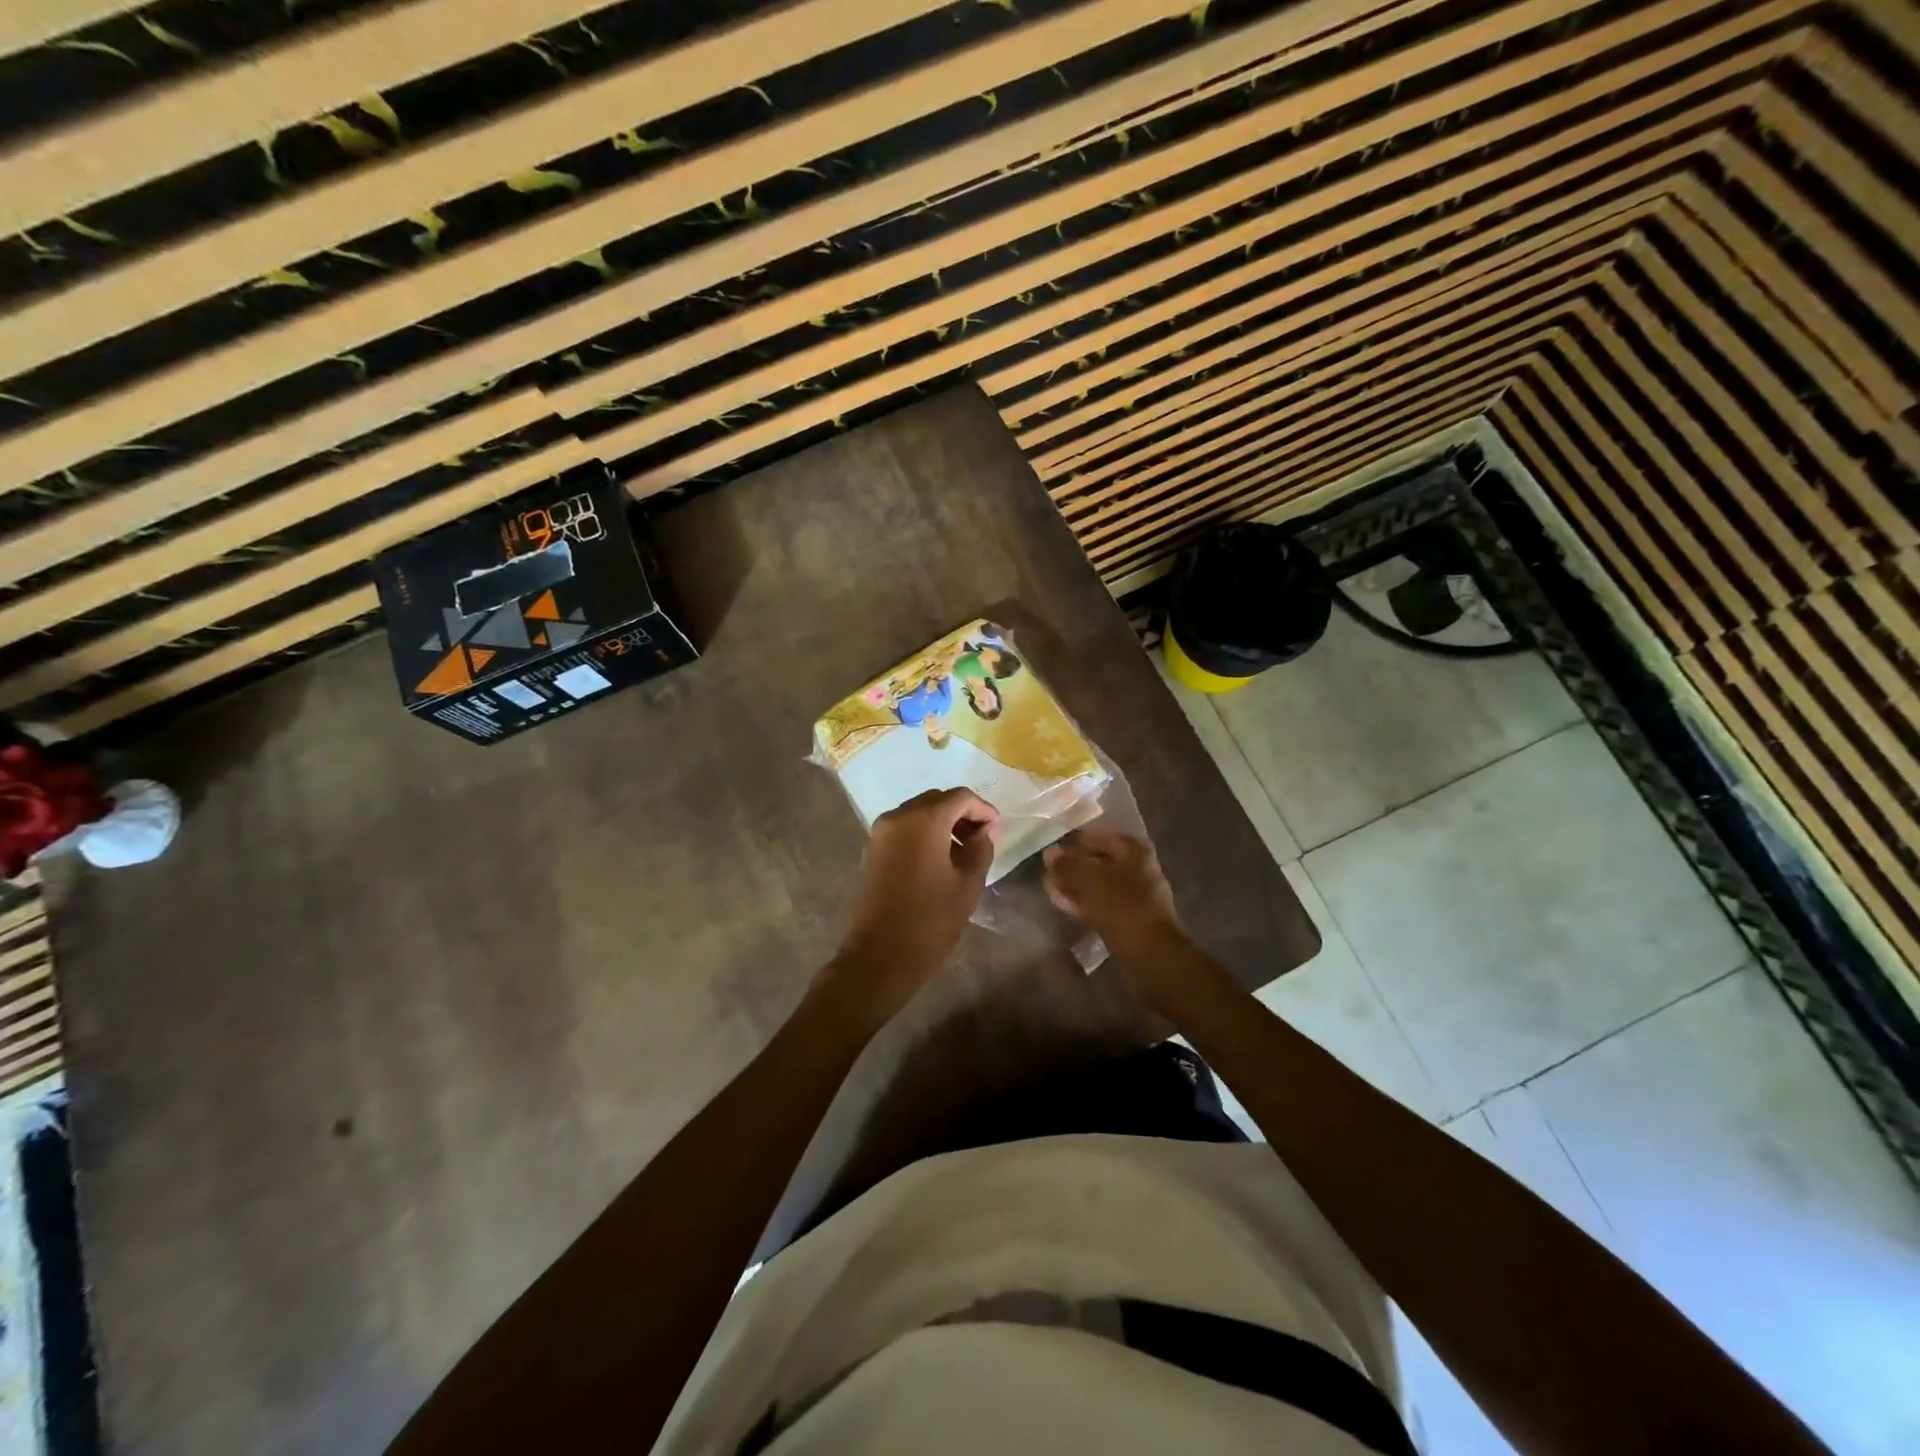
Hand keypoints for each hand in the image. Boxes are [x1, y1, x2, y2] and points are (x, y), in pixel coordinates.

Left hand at [820, 788, 1001, 1027]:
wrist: (880, 955)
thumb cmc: (930, 919)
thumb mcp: (968, 884)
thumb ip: (981, 849)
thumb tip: (985, 831)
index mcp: (924, 819)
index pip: (960, 797)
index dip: (984, 810)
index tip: (999, 830)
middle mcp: (898, 816)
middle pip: (937, 801)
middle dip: (963, 814)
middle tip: (984, 839)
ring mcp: (881, 832)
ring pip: (919, 813)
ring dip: (944, 824)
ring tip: (964, 852)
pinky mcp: (873, 849)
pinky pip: (905, 829)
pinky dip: (925, 834)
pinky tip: (940, 860)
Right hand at [1044, 829, 1189, 1010]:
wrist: (1152, 956)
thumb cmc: (1122, 908)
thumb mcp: (1089, 881)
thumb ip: (1067, 865)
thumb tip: (1050, 853)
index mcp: (1134, 851)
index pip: (1099, 836)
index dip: (1075, 840)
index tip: (1052, 847)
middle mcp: (1138, 869)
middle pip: (1099, 861)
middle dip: (1074, 866)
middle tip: (1047, 870)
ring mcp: (1136, 896)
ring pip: (1099, 885)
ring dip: (1076, 886)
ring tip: (1050, 888)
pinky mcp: (1130, 920)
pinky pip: (1103, 905)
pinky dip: (1084, 903)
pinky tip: (1064, 905)